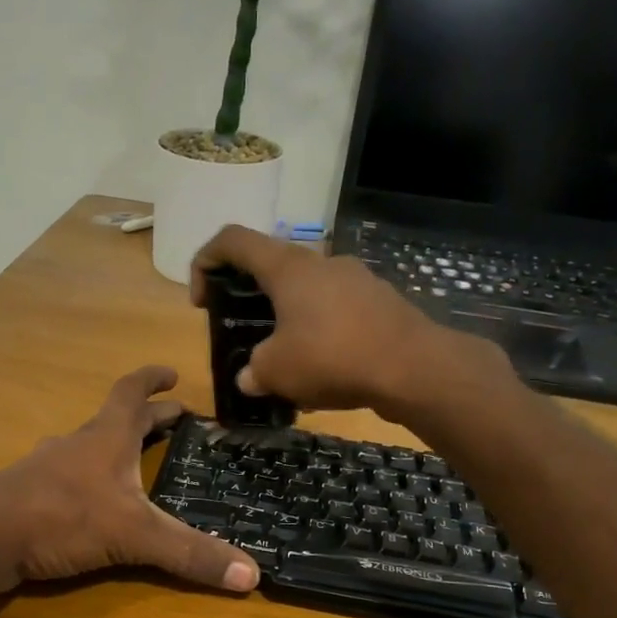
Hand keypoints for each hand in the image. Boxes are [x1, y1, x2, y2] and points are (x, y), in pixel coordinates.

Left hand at [0, 366, 259, 595]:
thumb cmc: (61, 517)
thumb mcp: (134, 536)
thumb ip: (190, 553)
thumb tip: (252, 575)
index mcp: (106, 438)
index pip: (132, 393)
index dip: (153, 380)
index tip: (172, 373)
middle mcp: (77, 444)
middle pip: (115, 420)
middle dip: (147, 418)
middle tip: (174, 421)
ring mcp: (48, 468)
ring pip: (87, 447)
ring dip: (113, 447)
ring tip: (133, 460)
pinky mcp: (29, 495)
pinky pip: (66, 476)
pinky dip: (87, 478)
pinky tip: (89, 500)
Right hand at [191, 225, 499, 416]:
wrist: (414, 367)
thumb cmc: (333, 358)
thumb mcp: (276, 372)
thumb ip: (253, 371)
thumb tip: (250, 378)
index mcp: (287, 267)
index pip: (233, 239)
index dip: (205, 261)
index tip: (202, 300)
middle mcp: (321, 262)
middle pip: (272, 265)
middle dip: (250, 297)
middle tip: (245, 333)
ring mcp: (355, 278)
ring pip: (307, 291)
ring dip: (287, 318)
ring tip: (286, 360)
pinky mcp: (379, 301)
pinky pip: (336, 310)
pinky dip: (320, 331)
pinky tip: (324, 370)